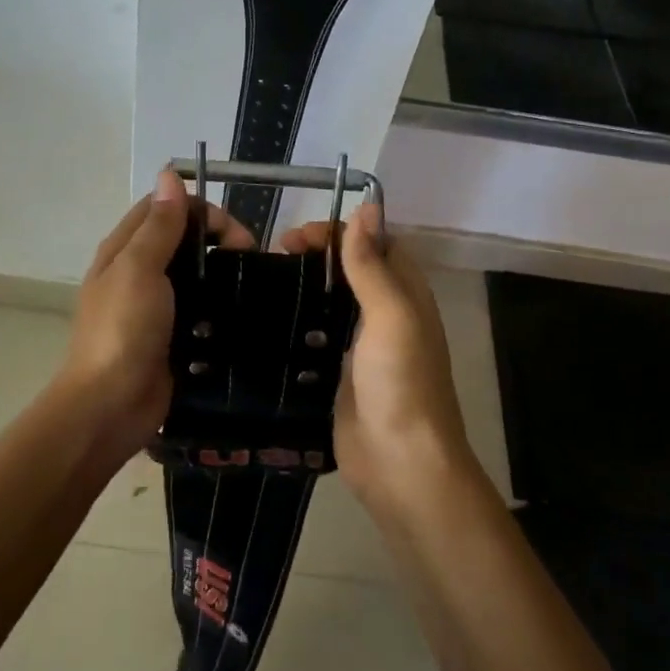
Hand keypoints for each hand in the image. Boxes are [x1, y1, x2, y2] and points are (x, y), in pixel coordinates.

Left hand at [57, 170, 254, 452]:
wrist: (111, 406)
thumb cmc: (123, 330)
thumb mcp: (139, 269)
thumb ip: (158, 225)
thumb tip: (169, 174)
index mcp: (123, 249)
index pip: (164, 207)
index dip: (200, 208)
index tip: (233, 231)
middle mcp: (137, 272)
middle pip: (181, 238)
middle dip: (217, 238)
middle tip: (249, 257)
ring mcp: (155, 306)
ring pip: (194, 273)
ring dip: (222, 271)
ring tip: (252, 283)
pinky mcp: (172, 335)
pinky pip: (200, 309)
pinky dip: (220, 304)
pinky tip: (242, 311)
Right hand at [277, 204, 475, 511]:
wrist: (399, 464)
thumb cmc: (401, 383)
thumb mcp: (391, 315)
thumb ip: (373, 264)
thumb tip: (367, 207)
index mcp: (406, 295)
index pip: (375, 244)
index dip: (340, 231)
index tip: (296, 236)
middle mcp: (386, 316)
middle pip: (351, 270)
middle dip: (316, 255)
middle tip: (274, 256)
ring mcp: (360, 347)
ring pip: (331, 302)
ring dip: (304, 287)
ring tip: (263, 282)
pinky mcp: (338, 375)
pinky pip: (316, 338)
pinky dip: (295, 324)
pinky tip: (265, 321)